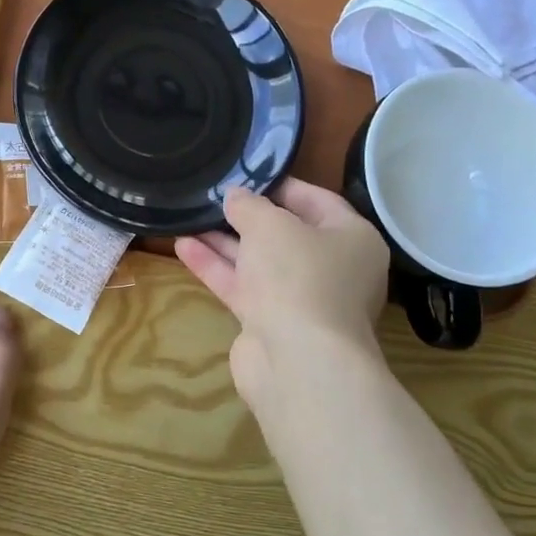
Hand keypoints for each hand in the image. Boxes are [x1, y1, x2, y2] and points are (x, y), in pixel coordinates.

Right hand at [174, 178, 391, 416]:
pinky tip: (183, 247)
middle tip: (212, 196)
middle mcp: (332, 268)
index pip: (316, 200)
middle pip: (285, 233)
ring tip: (189, 217)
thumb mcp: (270, 225)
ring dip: (224, 241)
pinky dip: (216, 267)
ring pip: (259, 261)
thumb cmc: (298, 276)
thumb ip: (249, 205)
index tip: (243, 174)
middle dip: (246, 216)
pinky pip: (243, 286)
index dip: (279, 184)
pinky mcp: (271, 322)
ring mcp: (301, 298)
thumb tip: (235, 196)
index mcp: (352, 239)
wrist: (298, 361)